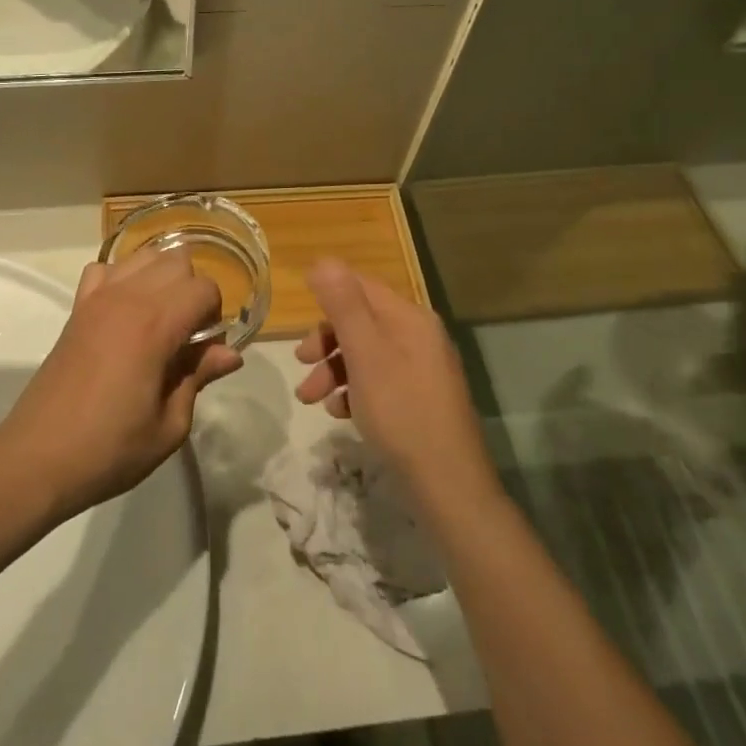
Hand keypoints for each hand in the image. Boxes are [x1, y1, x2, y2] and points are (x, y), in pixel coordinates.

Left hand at [0, 247, 240, 517]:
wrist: (38, 458)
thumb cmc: (110, 449)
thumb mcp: (168, 426)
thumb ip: (199, 377)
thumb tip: (229, 353)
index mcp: (155, 325)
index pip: (204, 288)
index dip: (215, 316)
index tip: (205, 351)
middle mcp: (127, 298)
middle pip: (177, 261)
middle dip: (192, 292)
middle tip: (187, 337)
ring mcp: (97, 298)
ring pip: (144, 256)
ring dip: (161, 278)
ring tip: (159, 321)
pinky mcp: (77, 308)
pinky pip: (105, 268)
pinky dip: (122, 279)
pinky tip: (124, 313)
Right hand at [293, 259, 498, 507]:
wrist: (448, 484)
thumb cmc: (401, 410)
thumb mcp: (365, 353)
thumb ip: (343, 305)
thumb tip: (323, 260)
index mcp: (410, 318)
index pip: (361, 287)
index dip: (328, 296)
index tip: (298, 320)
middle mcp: (419, 336)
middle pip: (361, 322)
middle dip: (326, 341)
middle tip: (301, 363)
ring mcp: (422, 369)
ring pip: (365, 354)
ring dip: (334, 370)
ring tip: (312, 400)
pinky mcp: (419, 399)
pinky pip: (378, 381)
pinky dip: (354, 391)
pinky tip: (340, 414)